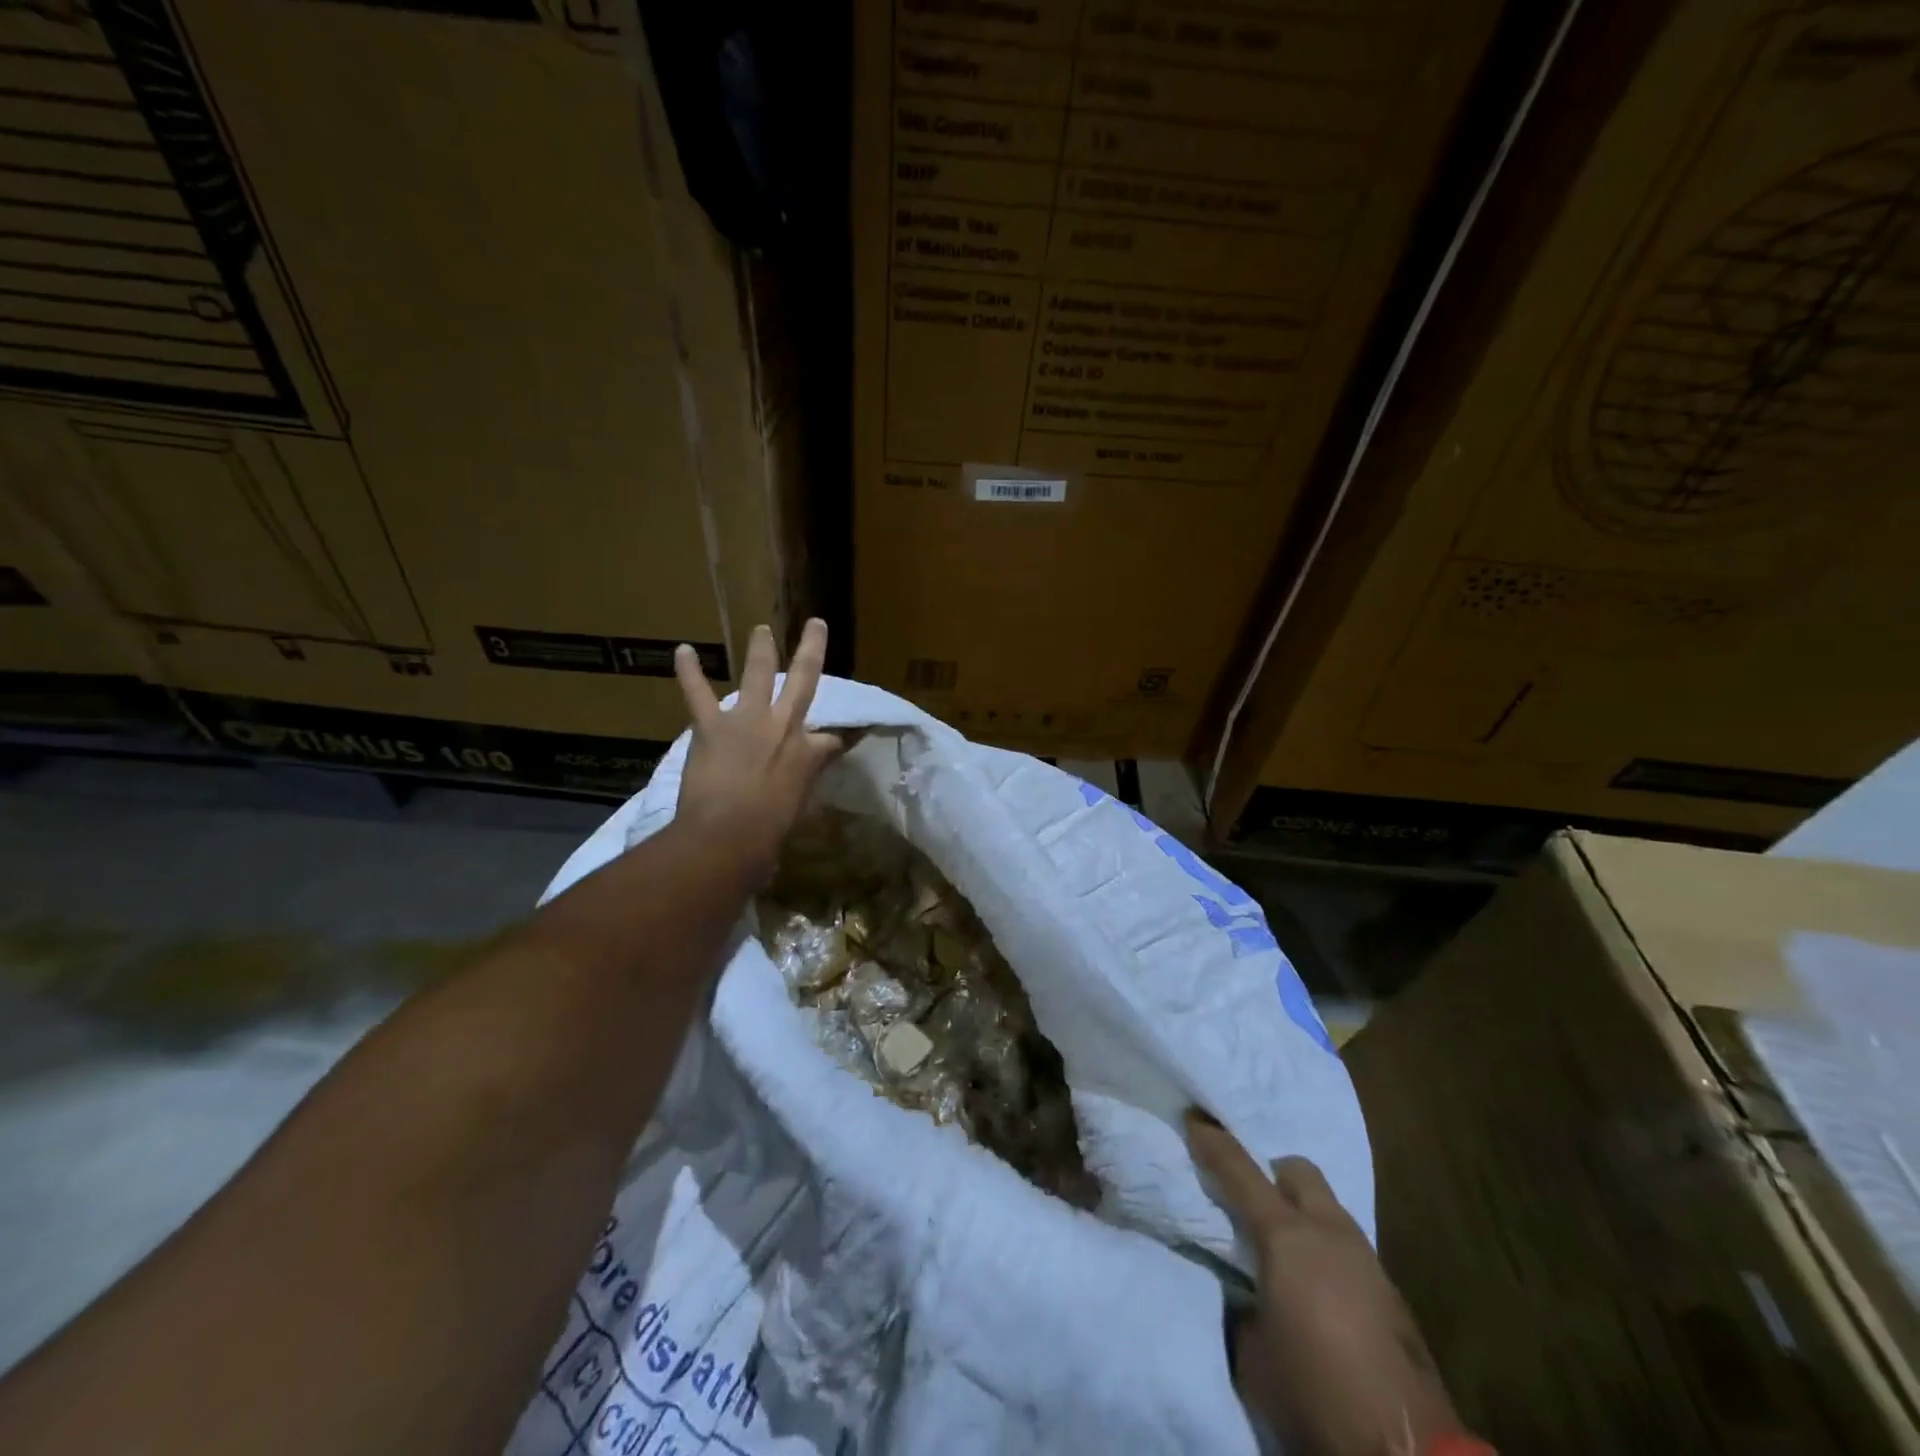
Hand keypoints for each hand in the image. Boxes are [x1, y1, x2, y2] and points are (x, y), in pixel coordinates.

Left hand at [673, 619, 843, 881]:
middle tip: (816, 625)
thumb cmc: (768, 835)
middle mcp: (785, 727)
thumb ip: (800, 792)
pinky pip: (698, 693)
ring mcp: (748, 721)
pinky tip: (682, 650)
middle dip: (812, 650)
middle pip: (804, 680)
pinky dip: (689, 672)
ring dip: (760, 650)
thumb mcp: (798, 812)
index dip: (838, 738)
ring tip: (761, 630)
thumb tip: (796, 794)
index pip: (832, 739)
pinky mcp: (713, 726)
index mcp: (809, 754)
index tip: (842, 737)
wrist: (728, 835)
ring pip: (757, 675)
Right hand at [1186, 1112, 1464, 1455]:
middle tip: (1248, 1203)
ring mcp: (1367, 1260)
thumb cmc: (1314, 1394)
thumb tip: (1242, 1287)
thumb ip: (1241, 1303)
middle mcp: (1328, 1233)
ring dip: (1301, 1213)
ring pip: (1327, 1207)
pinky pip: (1347, 1247)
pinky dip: (1325, 1250)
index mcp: (1286, 1237)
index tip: (1193, 1119)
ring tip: (1282, 1252)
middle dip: (1270, 1174)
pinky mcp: (1392, 1294)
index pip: (1240, 1171)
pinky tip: (1317, 1290)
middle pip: (1297, 1171)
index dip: (1212, 1142)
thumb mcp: (1251, 1352)